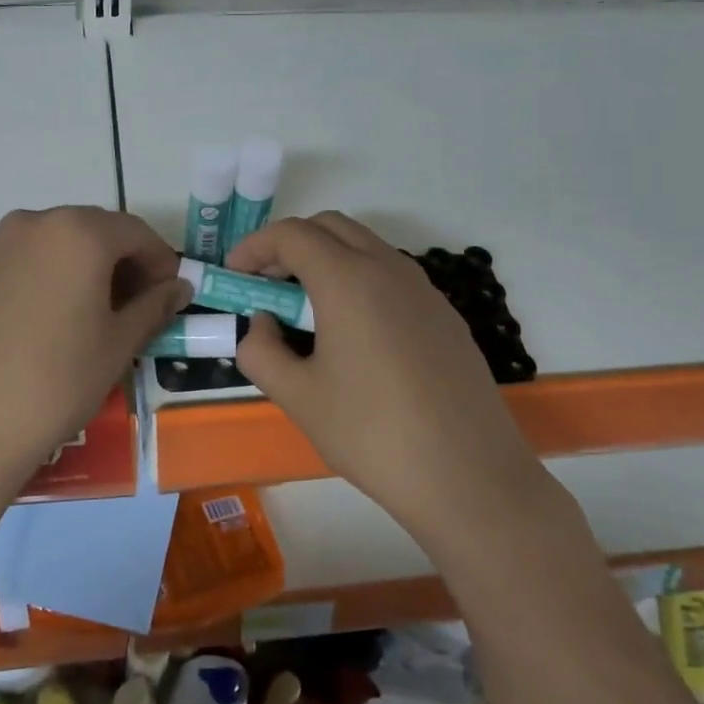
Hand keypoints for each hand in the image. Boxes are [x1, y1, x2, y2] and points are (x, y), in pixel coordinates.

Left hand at [0, 207, 188, 502]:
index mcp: (77, 232)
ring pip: (55, 247)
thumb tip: (178, 287)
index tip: (171, 294)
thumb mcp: (118, 345)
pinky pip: (23, 265)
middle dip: (123, 263)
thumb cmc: (56, 382)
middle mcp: (32, 224)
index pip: (135, 232)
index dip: (161, 261)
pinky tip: (49, 325)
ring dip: (84, 271)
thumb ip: (154, 307)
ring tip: (93, 318)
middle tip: (137, 306)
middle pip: (93, 232)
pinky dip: (48, 281)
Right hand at [229, 213, 542, 536]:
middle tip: (266, 287)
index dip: (254, 247)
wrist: (468, 476)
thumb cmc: (372, 433)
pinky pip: (392, 277)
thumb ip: (260, 351)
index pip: (292, 235)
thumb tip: (262, 324)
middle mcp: (390, 269)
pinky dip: (359, 282)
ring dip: (327, 261)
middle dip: (290, 246)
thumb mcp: (297, 397)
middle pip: (331, 227)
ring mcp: (425, 291)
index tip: (234, 276)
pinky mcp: (445, 316)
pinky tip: (353, 335)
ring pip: (366, 248)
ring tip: (305, 313)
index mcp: (349, 280)